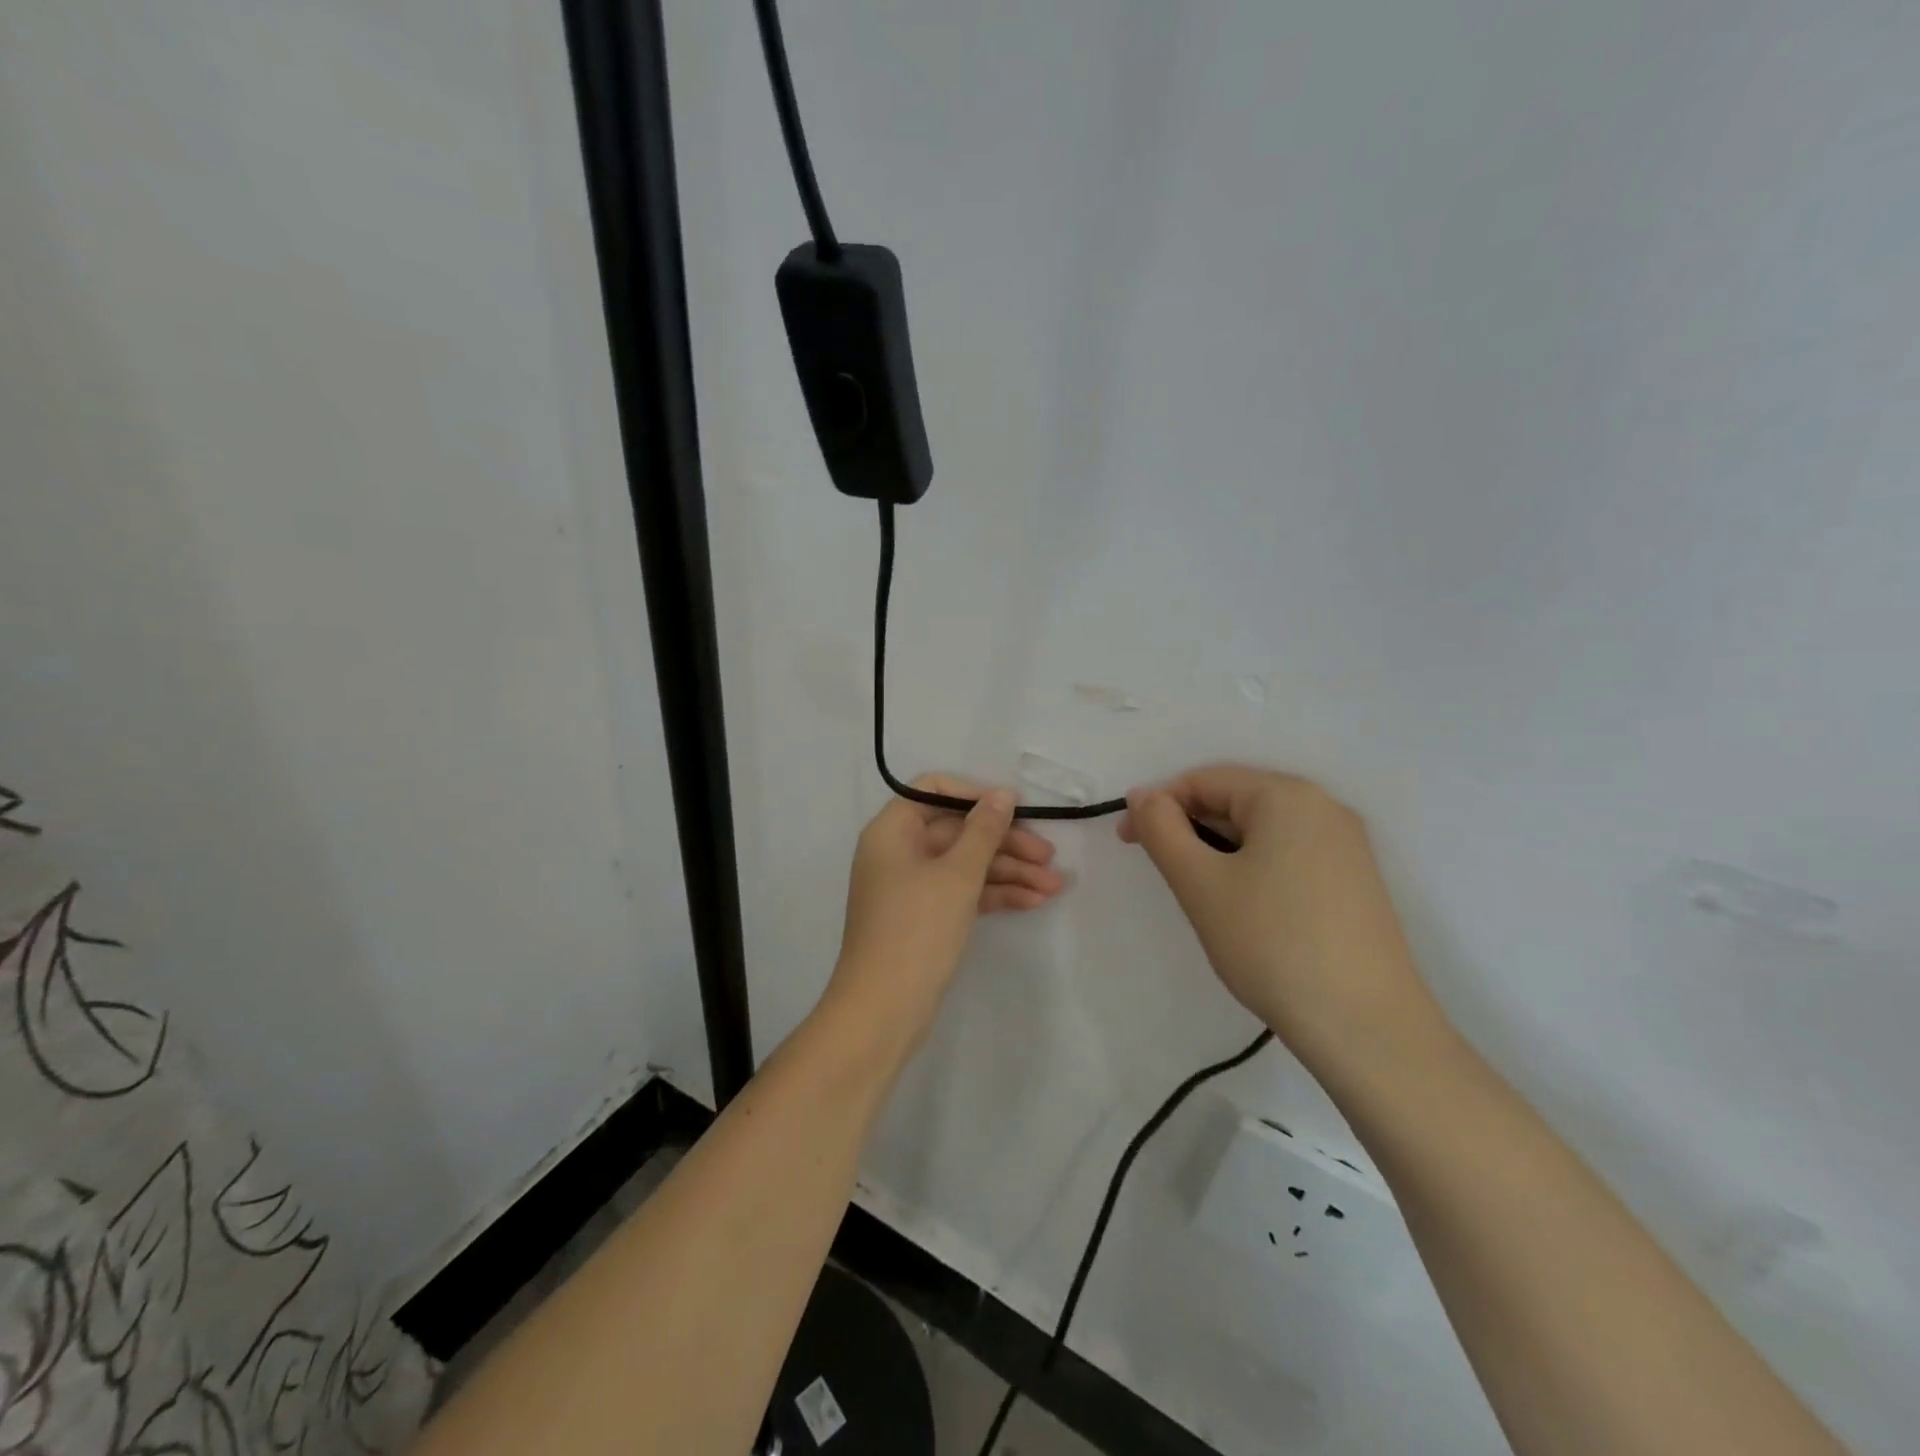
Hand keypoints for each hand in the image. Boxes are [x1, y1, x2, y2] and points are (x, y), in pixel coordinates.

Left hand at [827, 776, 1067, 1044]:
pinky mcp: (924, 918)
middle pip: (957, 831)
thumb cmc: (917, 930)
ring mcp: (911, 887)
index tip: (1015, 809)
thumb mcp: (957, 875)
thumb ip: (984, 831)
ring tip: (1055, 885)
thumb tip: (1002, 795)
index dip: (975, 796)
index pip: (934, 791)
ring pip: (964, 865)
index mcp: (892, 831)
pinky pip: (962, 893)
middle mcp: (898, 852)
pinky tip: (1033, 901)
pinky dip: (993, 895)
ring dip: (1008, 872)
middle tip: (1050, 856)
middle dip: (1005, 844)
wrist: (883, 1010)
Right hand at [1119, 765, 1442, 1063]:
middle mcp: (1324, 808)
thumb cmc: (1271, 943)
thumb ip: (1162, 829)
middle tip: (1159, 870)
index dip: (1158, 805)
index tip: (1127, 842)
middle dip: (1188, 827)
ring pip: (1261, 831)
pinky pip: (1288, 855)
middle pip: (1236, 800)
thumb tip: (1143, 796)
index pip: (1204, 780)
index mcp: (1287, 795)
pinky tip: (1243, 907)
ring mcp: (1346, 846)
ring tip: (1198, 893)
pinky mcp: (1355, 882)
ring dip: (1218, 850)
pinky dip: (1252, 867)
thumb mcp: (1200, 883)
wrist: (1366, 1028)